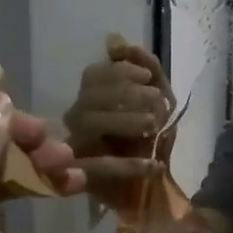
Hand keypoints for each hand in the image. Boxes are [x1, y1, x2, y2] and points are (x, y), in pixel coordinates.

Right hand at [63, 35, 174, 188]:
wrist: (152, 193)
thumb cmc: (150, 141)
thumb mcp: (158, 100)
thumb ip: (145, 68)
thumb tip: (115, 39)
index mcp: (90, 99)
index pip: (92, 76)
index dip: (119, 72)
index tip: (146, 78)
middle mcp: (75, 121)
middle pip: (89, 97)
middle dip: (126, 94)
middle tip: (158, 103)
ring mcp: (74, 149)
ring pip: (89, 124)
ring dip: (125, 121)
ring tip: (154, 127)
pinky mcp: (82, 180)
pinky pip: (100, 168)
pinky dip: (130, 165)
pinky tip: (154, 164)